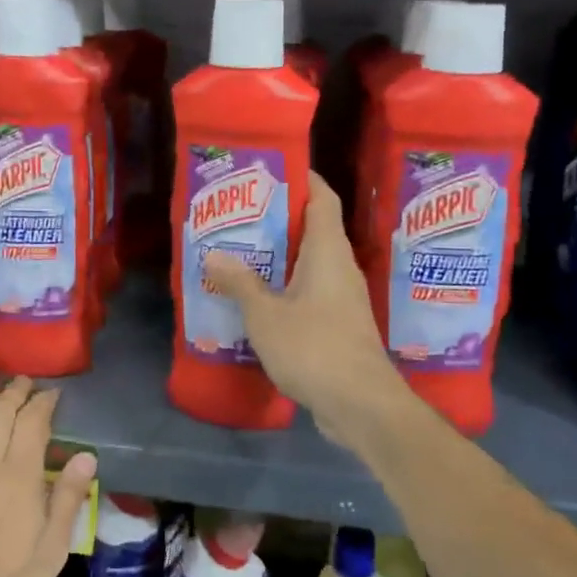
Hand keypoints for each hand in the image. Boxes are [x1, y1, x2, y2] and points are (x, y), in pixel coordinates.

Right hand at [202, 172, 407, 452]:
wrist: (362, 405)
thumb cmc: (315, 348)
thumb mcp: (266, 315)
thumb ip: (240, 283)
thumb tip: (214, 254)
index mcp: (328, 252)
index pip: (323, 198)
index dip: (303, 178)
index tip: (272, 170)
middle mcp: (340, 268)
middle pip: (315, 229)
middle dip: (280, 218)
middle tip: (241, 213)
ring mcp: (343, 298)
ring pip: (311, 263)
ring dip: (281, 256)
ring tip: (242, 251)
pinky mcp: (340, 325)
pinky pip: (311, 292)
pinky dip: (286, 286)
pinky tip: (258, 298)